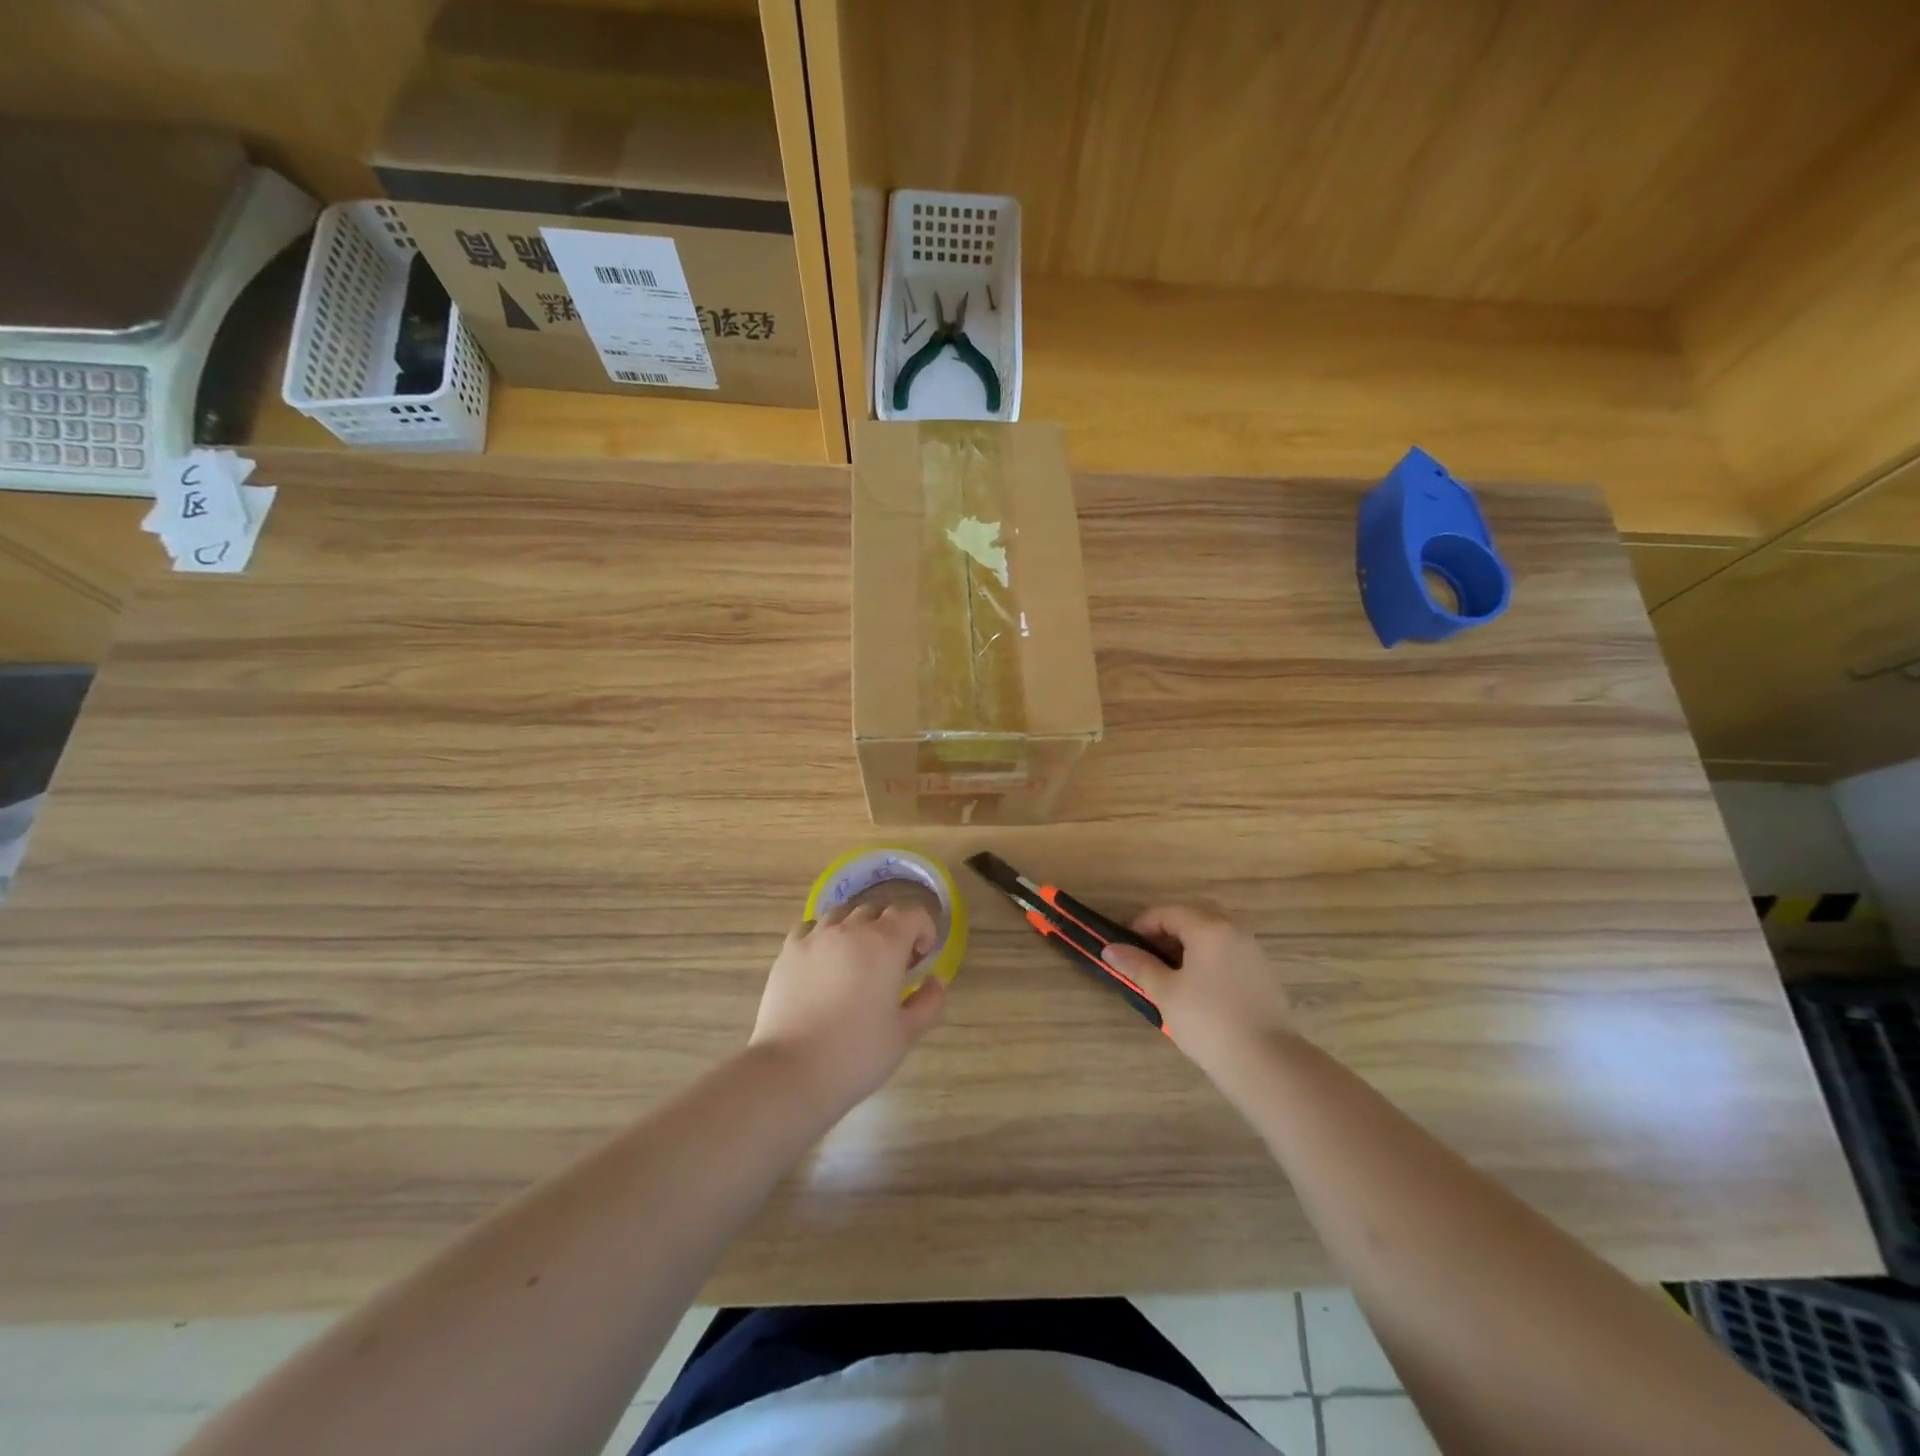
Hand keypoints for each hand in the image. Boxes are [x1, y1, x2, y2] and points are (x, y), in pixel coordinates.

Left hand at [749, 902, 947, 1111]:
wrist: (791, 1071)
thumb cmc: (856, 1054)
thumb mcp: (904, 1035)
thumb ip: (928, 1003)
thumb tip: (935, 981)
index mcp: (885, 944)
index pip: (911, 914)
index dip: (923, 929)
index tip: (922, 957)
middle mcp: (850, 930)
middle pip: (878, 911)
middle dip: (891, 930)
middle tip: (892, 965)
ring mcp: (815, 937)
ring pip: (843, 914)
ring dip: (857, 929)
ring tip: (856, 960)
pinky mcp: (788, 951)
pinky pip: (811, 927)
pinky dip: (824, 935)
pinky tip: (823, 961)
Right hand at [1101, 904, 1292, 1073]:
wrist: (1267, 1063)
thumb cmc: (1208, 1021)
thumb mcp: (1165, 992)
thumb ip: (1138, 965)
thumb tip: (1110, 949)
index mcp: (1209, 928)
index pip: (1168, 913)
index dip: (1142, 925)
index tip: (1126, 949)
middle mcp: (1235, 931)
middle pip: (1193, 917)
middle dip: (1166, 932)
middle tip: (1147, 957)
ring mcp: (1253, 952)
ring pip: (1213, 935)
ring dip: (1188, 945)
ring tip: (1170, 974)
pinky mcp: (1264, 974)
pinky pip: (1228, 952)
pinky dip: (1208, 958)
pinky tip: (1198, 988)